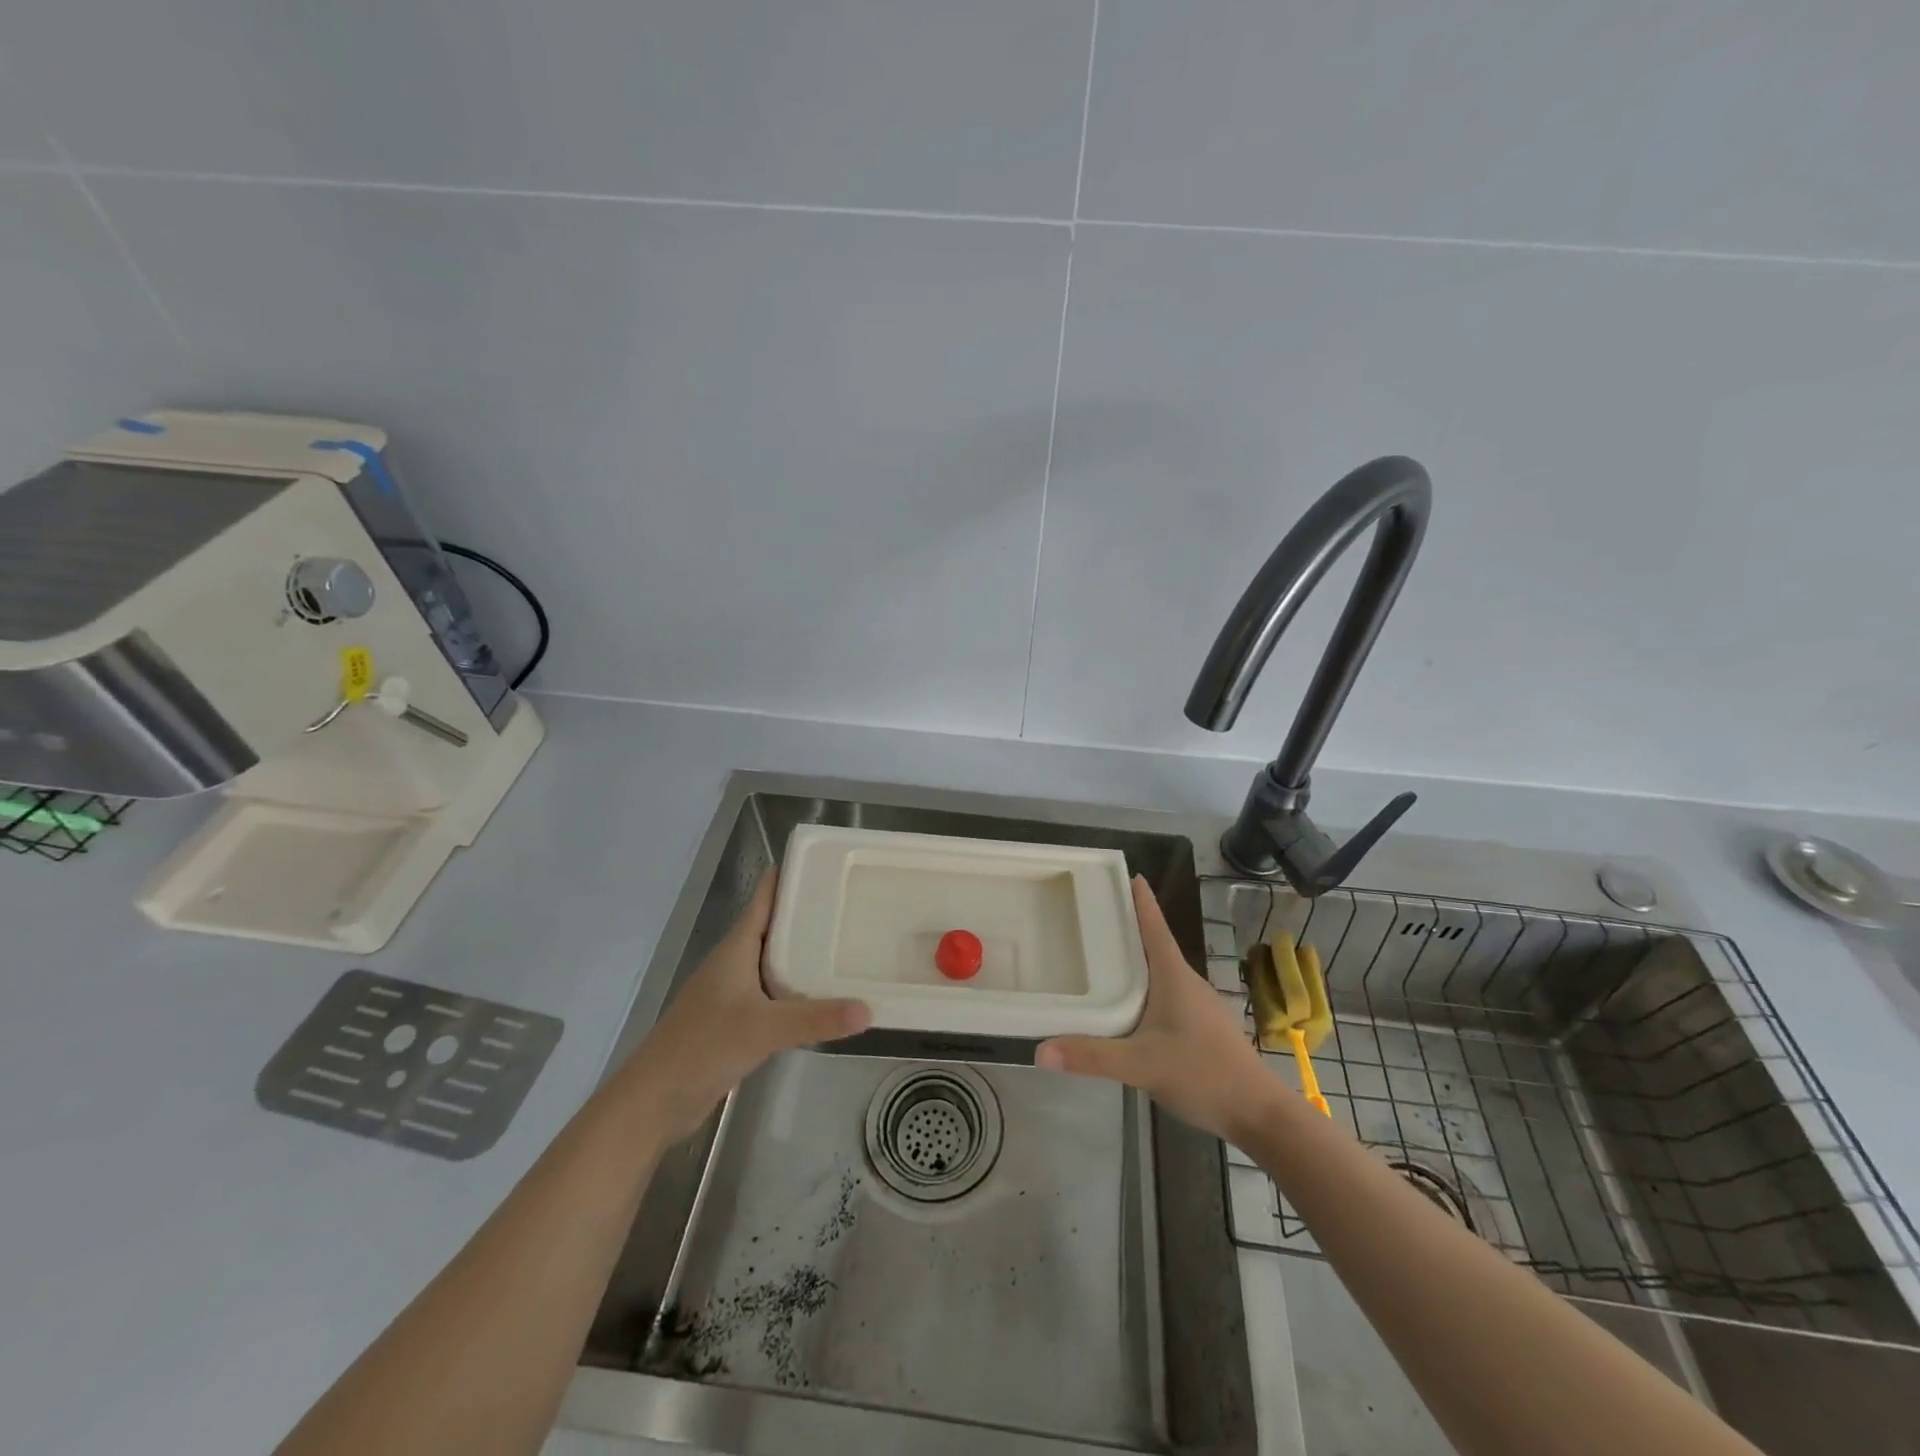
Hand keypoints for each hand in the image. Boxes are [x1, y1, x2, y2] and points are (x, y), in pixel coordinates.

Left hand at [621, 873, 870, 1142]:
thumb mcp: (763, 1028)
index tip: (824, 862)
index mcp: (736, 948)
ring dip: (804, 954)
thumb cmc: (702, 1046)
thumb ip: (816, 1018)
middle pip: (774, 927)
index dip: (789, 877)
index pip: (765, 900)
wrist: (654, 1100)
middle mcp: (735, 963)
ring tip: (846, 944)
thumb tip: (869, 1010)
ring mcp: (733, 994)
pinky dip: (797, 990)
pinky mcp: (736, 1021)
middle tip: (850, 903)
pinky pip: (774, 994)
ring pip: (775, 963)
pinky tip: (823, 997)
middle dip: (807, 915)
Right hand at [1037, 876, 1274, 1141]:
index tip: (1129, 874)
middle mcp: (1187, 982)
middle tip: (1094, 915)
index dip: (1141, 901)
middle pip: (1154, 945)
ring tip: (1103, 957)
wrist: (1258, 1113)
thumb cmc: (1203, 1073)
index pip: (1155, 927)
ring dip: (1135, 960)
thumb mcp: (1142, 1065)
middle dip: (1128, 928)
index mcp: (1174, 976)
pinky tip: (1128, 1005)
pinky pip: (1166, 994)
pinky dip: (1144, 988)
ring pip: (1160, 972)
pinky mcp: (1201, 1026)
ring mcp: (1198, 1005)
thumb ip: (1093, 1057)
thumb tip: (1040, 1050)